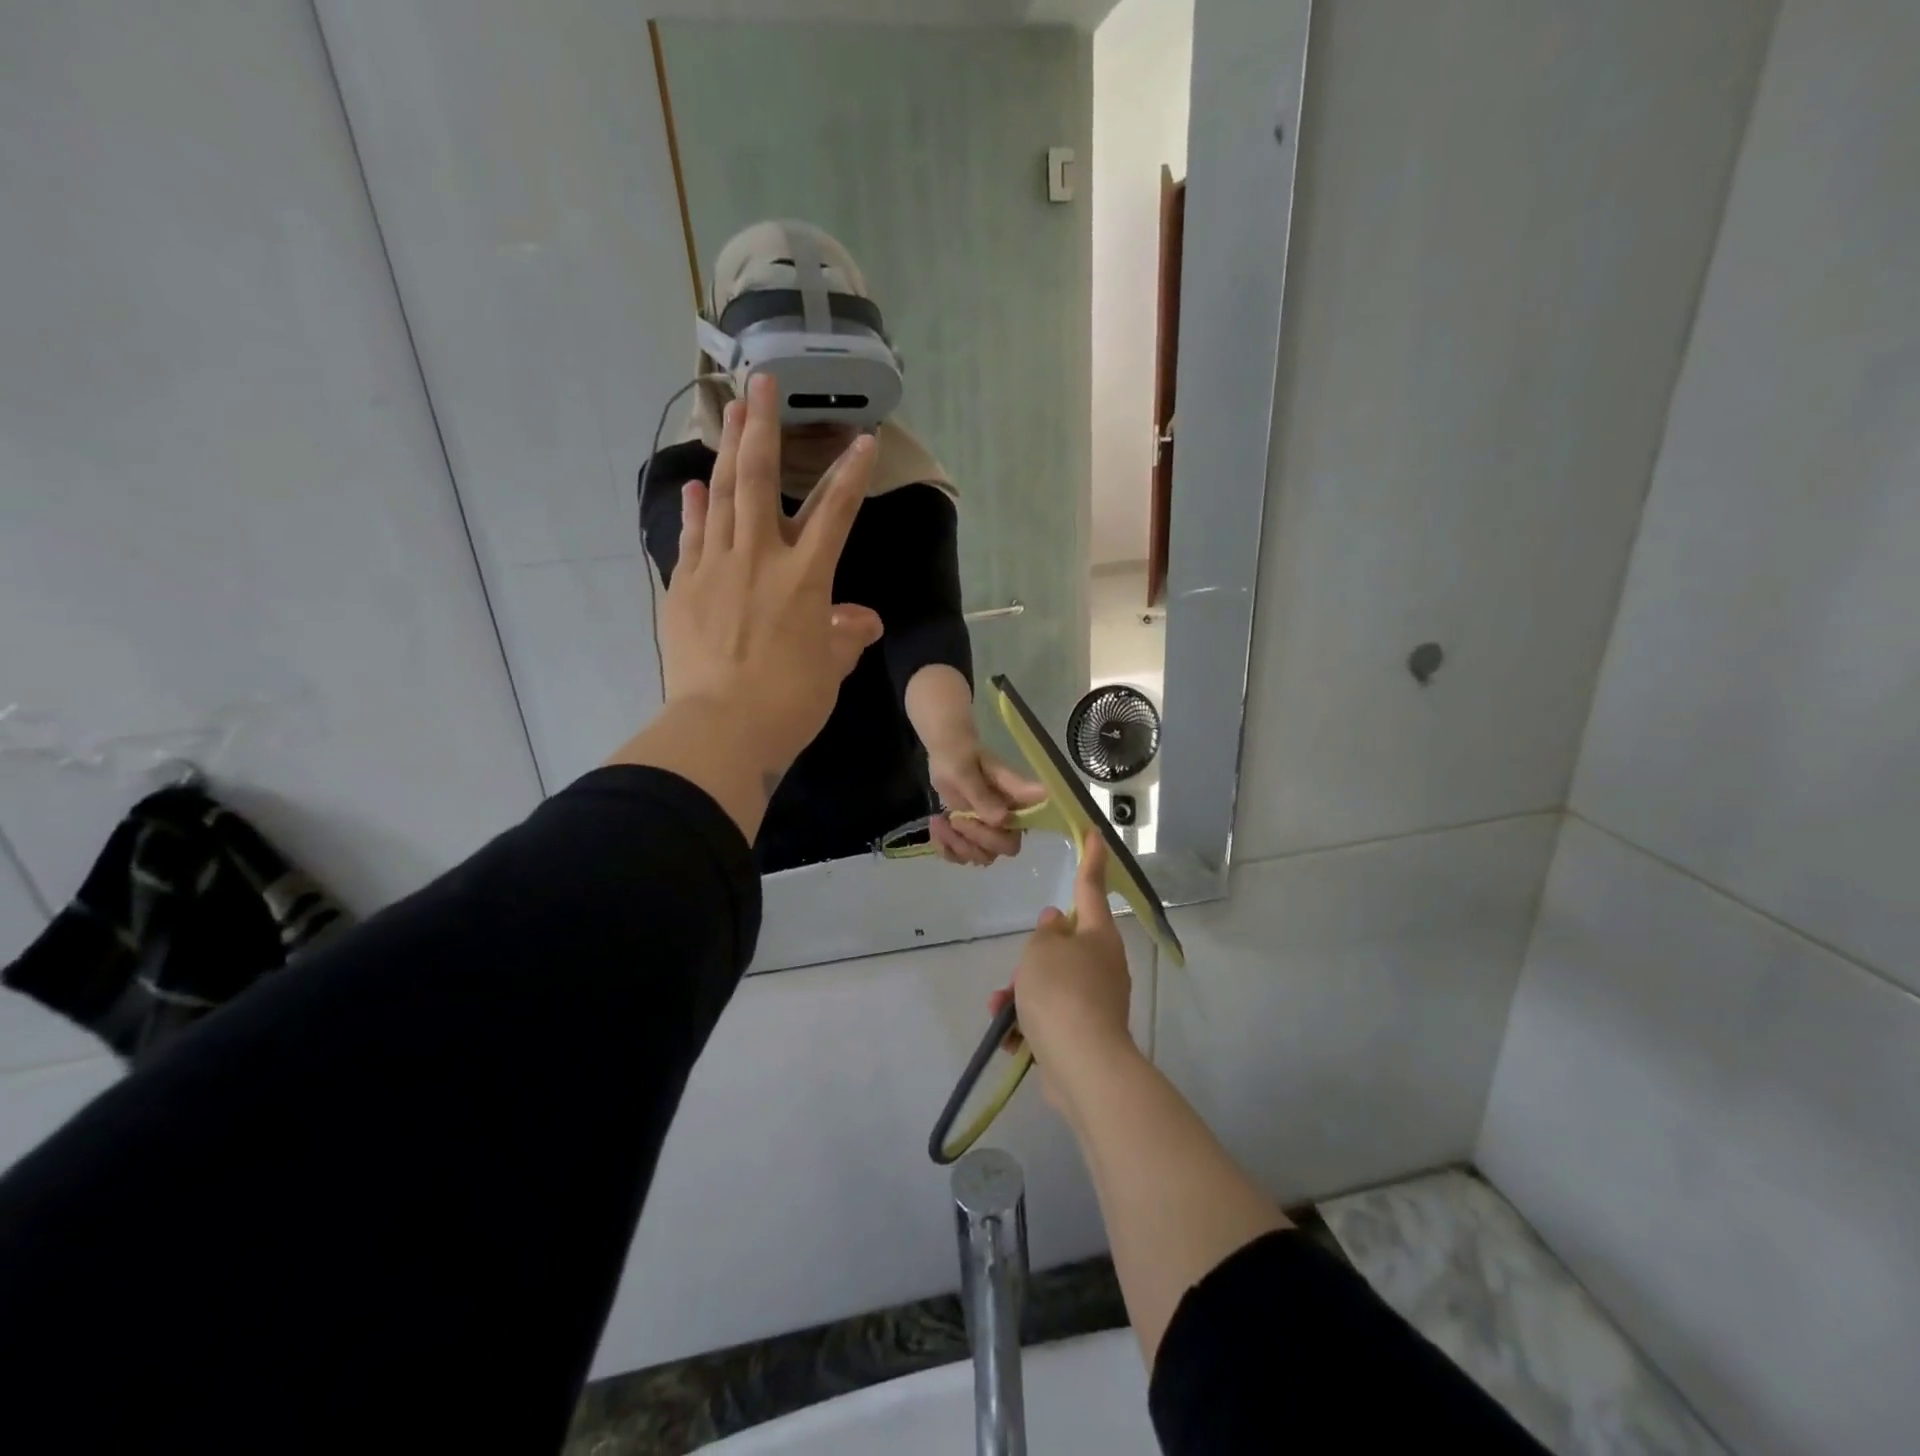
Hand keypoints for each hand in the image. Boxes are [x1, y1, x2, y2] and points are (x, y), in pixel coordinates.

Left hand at [660, 373, 882, 779]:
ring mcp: (714, 569)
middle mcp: (760, 559)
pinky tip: (695, 488)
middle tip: (763, 381)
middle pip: (760, 480)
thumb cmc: (789, 702)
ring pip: (720, 497)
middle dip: (763, 426)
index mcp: (806, 578)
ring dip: (725, 450)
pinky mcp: (682, 588)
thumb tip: (864, 620)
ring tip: (728, 410)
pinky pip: (690, 538)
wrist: (721, 728)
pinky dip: (695, 510)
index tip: (865, 440)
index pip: (836, 513)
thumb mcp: (831, 668)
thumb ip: (847, 635)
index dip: (852, 474)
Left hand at [927, 743, 1044, 866]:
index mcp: (1015, 804)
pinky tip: (936, 830)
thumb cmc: (960, 754)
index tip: (968, 816)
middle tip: (953, 819)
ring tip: (939, 821)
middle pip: (999, 850)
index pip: (1015, 837)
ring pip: (980, 856)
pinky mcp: (973, 835)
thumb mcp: (967, 772)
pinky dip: (946, 848)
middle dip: (972, 840)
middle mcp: (1008, 821)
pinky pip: (962, 856)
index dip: (992, 837)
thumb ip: (983, 795)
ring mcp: (991, 830)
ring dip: (956, 845)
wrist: (947, 752)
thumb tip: (1003, 819)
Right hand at [989, 836, 1135, 1119]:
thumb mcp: (1041, 951)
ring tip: (1001, 1009)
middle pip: (1064, 945)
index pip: (1090, 886)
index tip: (1094, 833)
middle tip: (1016, 971)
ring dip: (1022, 993)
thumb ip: (1045, 933)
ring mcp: (1097, 1000)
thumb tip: (1056, 924)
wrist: (1082, 1064)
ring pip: (1052, 983)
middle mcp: (1103, 963)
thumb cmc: (1061, 992)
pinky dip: (1029, 1022)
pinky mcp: (1085, 1032)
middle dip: (1033, 958)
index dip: (1091, 858)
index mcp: (1097, 934)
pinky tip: (1010, 1036)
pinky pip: (1051, 1016)